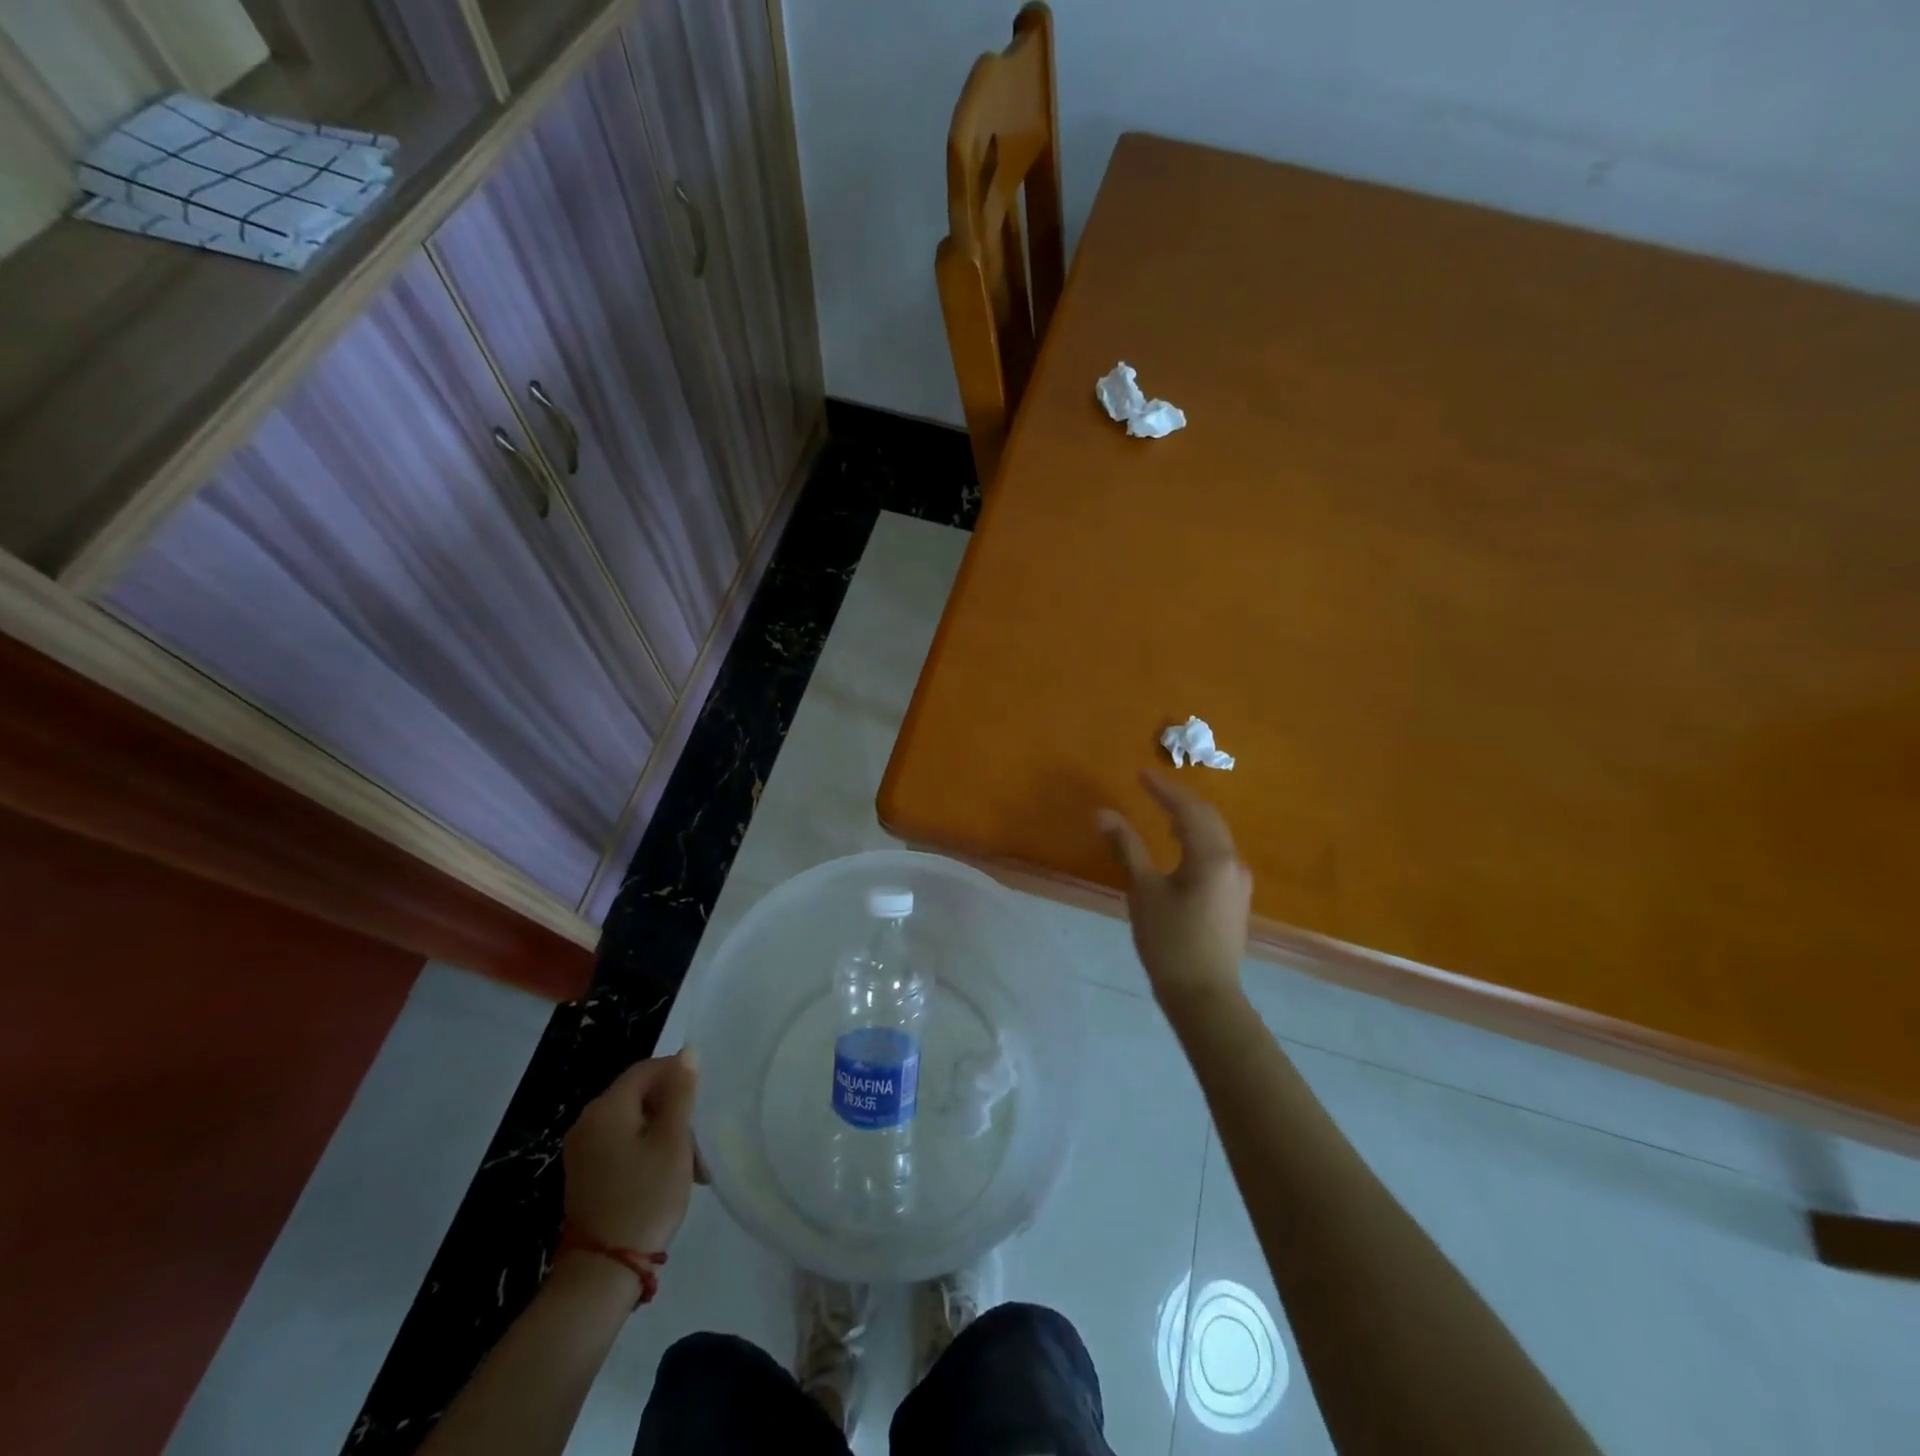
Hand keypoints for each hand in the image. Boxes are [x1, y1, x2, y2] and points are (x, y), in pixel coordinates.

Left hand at [562, 1049, 699, 1254]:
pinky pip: (621, 1143)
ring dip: (663, 1130)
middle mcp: (588, 1121)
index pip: (647, 1068)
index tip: (705, 1096)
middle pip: (639, 1094)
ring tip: (691, 1160)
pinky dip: (646, 1148)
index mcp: (608, 1107)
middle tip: (701, 1133)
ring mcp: (583, 1150)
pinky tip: (666, 1172)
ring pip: (633, 1120)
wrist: (603, 1272)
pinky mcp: (585, 1174)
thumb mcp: (673, 1141)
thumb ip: (681, 1092)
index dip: (679, 1073)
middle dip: (673, 1106)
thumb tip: (688, 1052)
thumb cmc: (645, 1197)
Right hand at [1098, 771, 1252, 1008]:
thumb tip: (1104, 813)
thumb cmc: (1169, 941)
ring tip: (1162, 812)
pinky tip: (1179, 847)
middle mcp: (1232, 862)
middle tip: (1151, 787)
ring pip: (1215, 836)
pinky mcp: (1235, 897)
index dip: (1163, 789)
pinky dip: (1197, 840)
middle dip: (1179, 800)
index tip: (1140, 773)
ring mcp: (1238, 881)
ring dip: (1190, 819)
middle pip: (1208, 818)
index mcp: (1212, 856)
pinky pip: (1217, 853)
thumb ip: (1127, 847)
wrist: (1204, 995)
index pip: (1188, 809)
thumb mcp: (1143, 891)